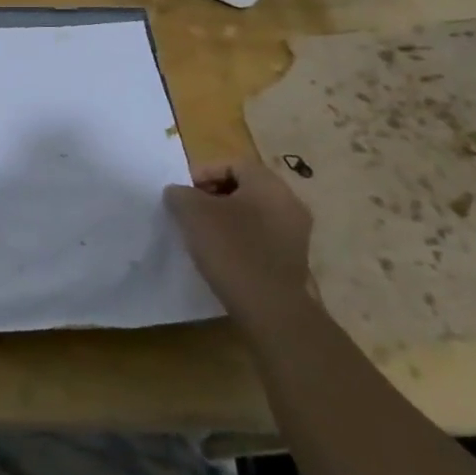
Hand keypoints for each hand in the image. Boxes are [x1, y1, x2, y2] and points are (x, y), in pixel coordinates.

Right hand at [164, 158, 314, 331]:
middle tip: (190, 212)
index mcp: (269, 185)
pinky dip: (240, 239)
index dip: (203, 173)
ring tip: (202, 235)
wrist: (270, 309)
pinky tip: (222, 255)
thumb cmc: (231, 249)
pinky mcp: (293, 259)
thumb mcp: (192, 212)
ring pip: (252, 213)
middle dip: (213, 196)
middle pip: (244, 187)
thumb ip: (180, 193)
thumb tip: (180, 193)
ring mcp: (295, 233)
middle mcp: (289, 203)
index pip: (232, 164)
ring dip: (226, 218)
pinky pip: (261, 237)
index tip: (183, 195)